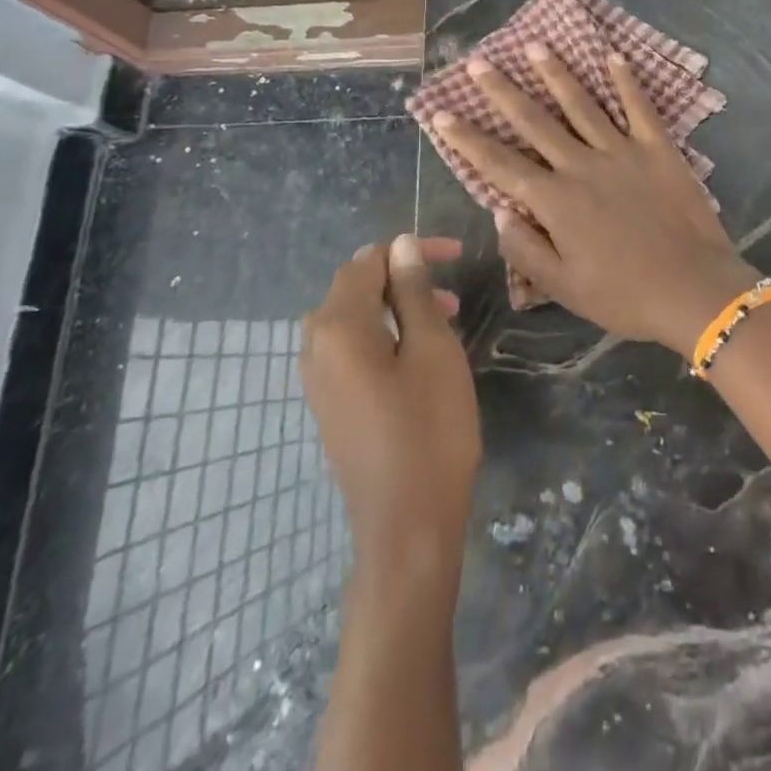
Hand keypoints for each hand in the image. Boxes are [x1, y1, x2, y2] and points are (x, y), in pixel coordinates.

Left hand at [301, 235, 479, 582]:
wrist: (406, 524)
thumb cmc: (429, 428)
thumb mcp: (432, 349)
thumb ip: (413, 291)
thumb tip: (399, 246)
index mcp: (337, 327)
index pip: (367, 263)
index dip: (410, 250)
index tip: (456, 254)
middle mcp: (315, 347)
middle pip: (354, 288)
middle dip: (403, 278)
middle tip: (451, 291)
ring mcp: (317, 379)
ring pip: (353, 318)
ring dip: (396, 306)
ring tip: (444, 319)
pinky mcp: (329, 404)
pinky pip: (351, 348)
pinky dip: (383, 334)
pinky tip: (418, 353)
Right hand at [431, 44, 761, 356]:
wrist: (695, 289)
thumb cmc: (625, 296)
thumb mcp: (563, 287)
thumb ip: (525, 249)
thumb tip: (498, 211)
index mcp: (555, 201)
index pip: (499, 164)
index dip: (467, 138)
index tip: (442, 112)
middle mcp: (581, 165)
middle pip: (535, 121)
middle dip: (502, 91)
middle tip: (480, 62)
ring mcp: (622, 151)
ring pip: (582, 104)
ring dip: (556, 74)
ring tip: (534, 45)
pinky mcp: (658, 148)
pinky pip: (639, 107)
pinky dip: (626, 80)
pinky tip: (614, 54)